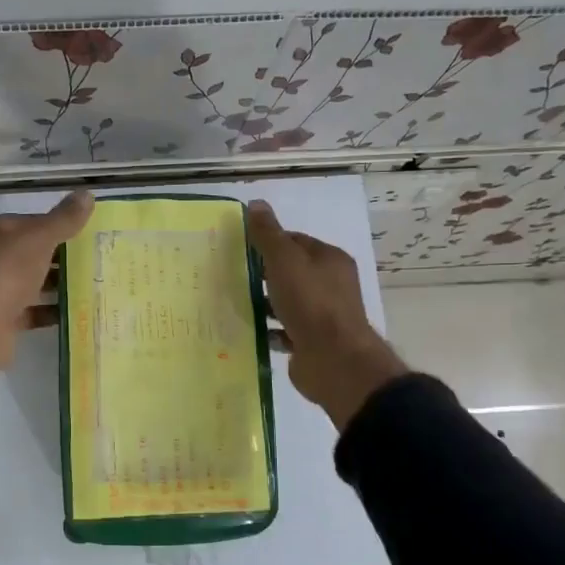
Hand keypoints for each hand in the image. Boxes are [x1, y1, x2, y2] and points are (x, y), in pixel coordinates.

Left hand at [0, 192, 93, 377]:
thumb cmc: (4, 272)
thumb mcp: (38, 238)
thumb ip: (63, 219)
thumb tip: (87, 194)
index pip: (26, 221)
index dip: (54, 225)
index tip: (84, 232)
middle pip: (28, 253)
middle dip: (58, 257)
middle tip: (94, 257)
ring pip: (30, 282)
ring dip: (56, 284)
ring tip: (92, 282)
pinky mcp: (0, 319)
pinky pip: (31, 311)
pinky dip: (50, 311)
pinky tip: (78, 309)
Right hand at [246, 200, 407, 429]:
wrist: (334, 360)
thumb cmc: (311, 303)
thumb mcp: (285, 261)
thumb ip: (269, 234)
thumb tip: (256, 203)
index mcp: (330, 260)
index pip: (296, 241)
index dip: (269, 242)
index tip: (240, 247)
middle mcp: (330, 285)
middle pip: (292, 272)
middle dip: (264, 273)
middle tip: (231, 274)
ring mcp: (322, 316)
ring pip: (287, 302)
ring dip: (265, 302)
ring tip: (233, 301)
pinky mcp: (312, 342)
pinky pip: (285, 330)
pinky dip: (268, 329)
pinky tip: (247, 329)